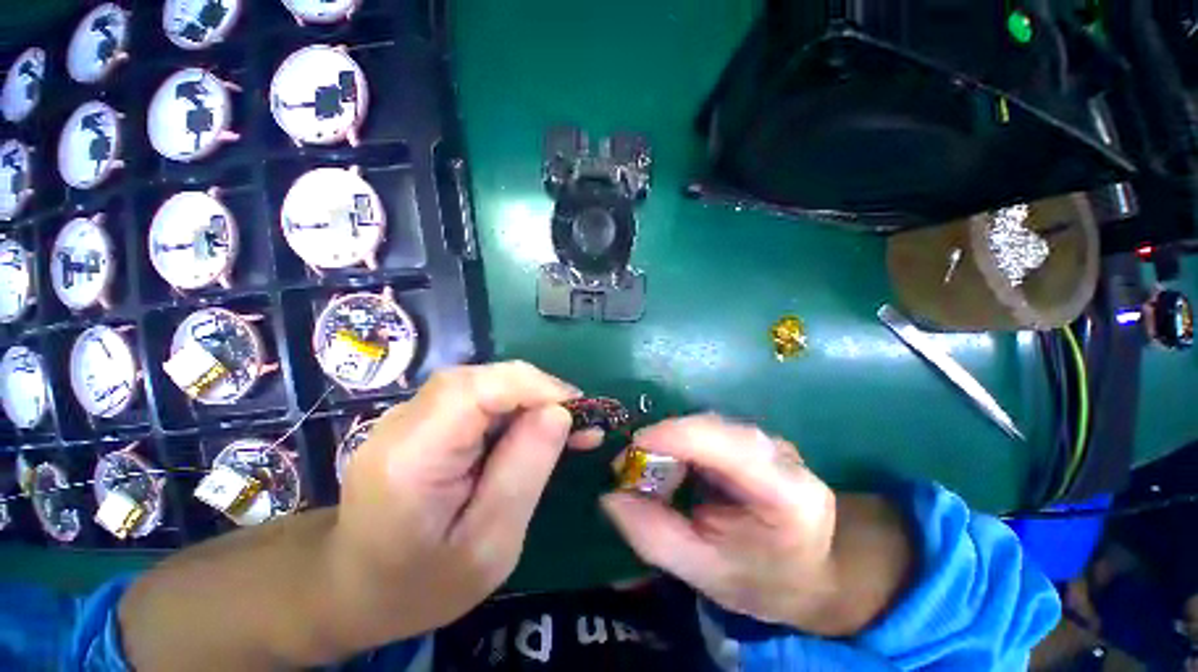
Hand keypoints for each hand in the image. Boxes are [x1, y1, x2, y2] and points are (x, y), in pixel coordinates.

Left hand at [326, 362, 586, 646]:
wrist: (355, 587)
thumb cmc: (422, 584)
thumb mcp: (489, 546)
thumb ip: (525, 472)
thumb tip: (559, 413)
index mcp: (411, 458)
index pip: (475, 389)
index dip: (533, 386)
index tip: (578, 408)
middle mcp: (402, 422)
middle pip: (481, 379)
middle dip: (537, 391)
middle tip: (578, 420)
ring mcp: (407, 415)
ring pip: (482, 383)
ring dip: (528, 397)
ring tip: (562, 426)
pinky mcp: (420, 417)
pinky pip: (475, 396)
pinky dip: (512, 405)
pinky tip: (531, 428)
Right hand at [602, 415, 912, 636]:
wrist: (812, 572)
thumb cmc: (765, 581)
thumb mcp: (707, 574)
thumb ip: (655, 537)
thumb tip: (611, 497)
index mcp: (788, 494)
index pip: (730, 446)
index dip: (677, 436)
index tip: (632, 449)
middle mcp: (782, 455)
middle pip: (714, 429)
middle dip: (665, 441)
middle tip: (630, 467)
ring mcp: (768, 442)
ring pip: (707, 426)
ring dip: (670, 443)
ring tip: (648, 473)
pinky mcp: (753, 440)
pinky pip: (707, 432)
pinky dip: (680, 446)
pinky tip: (671, 470)